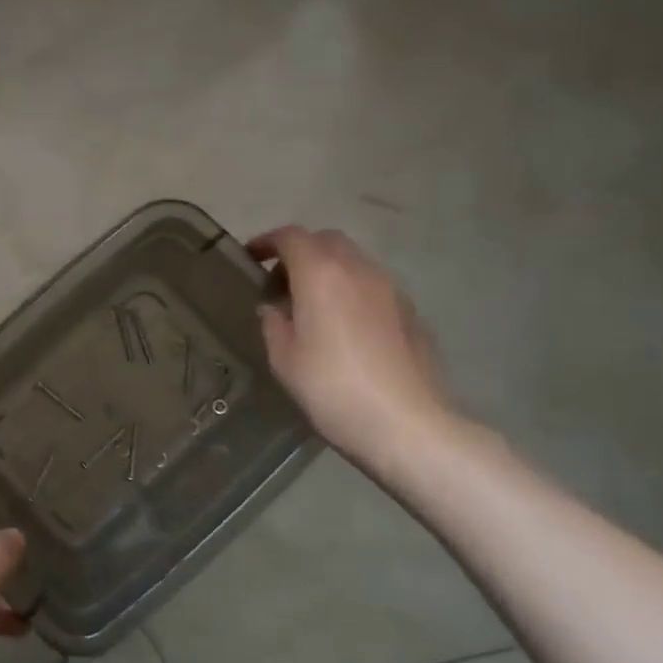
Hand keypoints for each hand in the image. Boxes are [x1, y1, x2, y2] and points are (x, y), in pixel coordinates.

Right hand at [248, 226, 454, 462]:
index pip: (291, 237)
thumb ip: (273, 323)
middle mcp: (358, 270)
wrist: (405, 424)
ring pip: (354, 262)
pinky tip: (345, 328)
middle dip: (300, 252)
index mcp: (321, 275)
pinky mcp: (411, 313)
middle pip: (327, 241)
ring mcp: (391, 290)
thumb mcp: (284, 359)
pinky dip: (352, 292)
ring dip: (329, 271)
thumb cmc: (331, 388)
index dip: (267, 241)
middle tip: (281, 282)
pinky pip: (374, 288)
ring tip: (312, 306)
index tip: (251, 257)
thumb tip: (273, 309)